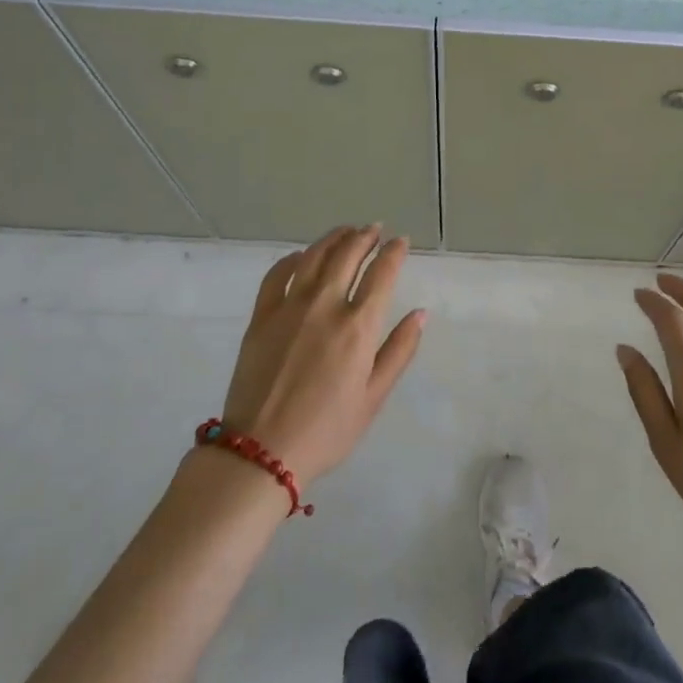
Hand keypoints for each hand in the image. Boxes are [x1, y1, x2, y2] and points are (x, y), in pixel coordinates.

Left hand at [220, 225, 425, 490]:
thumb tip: (420, 313)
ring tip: (346, 231)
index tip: (401, 241)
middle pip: (348, 255)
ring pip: (315, 256)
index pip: (382, 273)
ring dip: (334, 238)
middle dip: (365, 236)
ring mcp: (290, 307)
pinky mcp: (262, 316)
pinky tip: (302, 256)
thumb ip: (399, 351)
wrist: (261, 453)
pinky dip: (293, 258)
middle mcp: (326, 305)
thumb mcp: (373, 397)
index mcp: (358, 326)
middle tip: (375, 228)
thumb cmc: (327, 430)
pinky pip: (278, 274)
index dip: (394, 252)